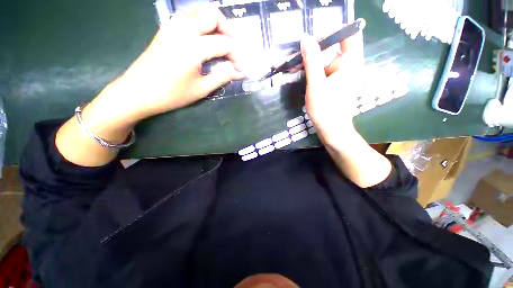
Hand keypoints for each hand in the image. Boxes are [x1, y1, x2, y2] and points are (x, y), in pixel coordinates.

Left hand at [87, 5, 243, 127]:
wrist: (137, 92)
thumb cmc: (171, 94)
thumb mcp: (201, 89)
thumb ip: (222, 76)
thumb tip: (240, 72)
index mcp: (193, 47)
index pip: (224, 43)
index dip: (236, 55)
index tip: (240, 68)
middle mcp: (183, 29)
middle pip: (213, 15)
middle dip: (228, 30)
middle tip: (233, 49)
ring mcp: (172, 26)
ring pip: (200, 12)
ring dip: (215, 25)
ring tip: (221, 44)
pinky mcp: (166, 29)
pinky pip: (189, 17)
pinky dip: (202, 25)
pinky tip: (205, 41)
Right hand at [300, 31, 363, 147]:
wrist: (331, 130)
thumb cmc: (326, 109)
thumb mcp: (316, 84)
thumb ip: (312, 61)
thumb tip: (305, 38)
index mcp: (350, 62)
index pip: (347, 34)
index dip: (330, 32)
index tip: (311, 40)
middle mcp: (347, 65)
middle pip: (331, 49)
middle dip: (311, 51)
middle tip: (293, 56)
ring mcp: (340, 75)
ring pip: (323, 61)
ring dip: (307, 63)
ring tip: (290, 67)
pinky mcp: (333, 83)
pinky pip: (322, 72)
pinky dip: (310, 72)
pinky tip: (297, 75)